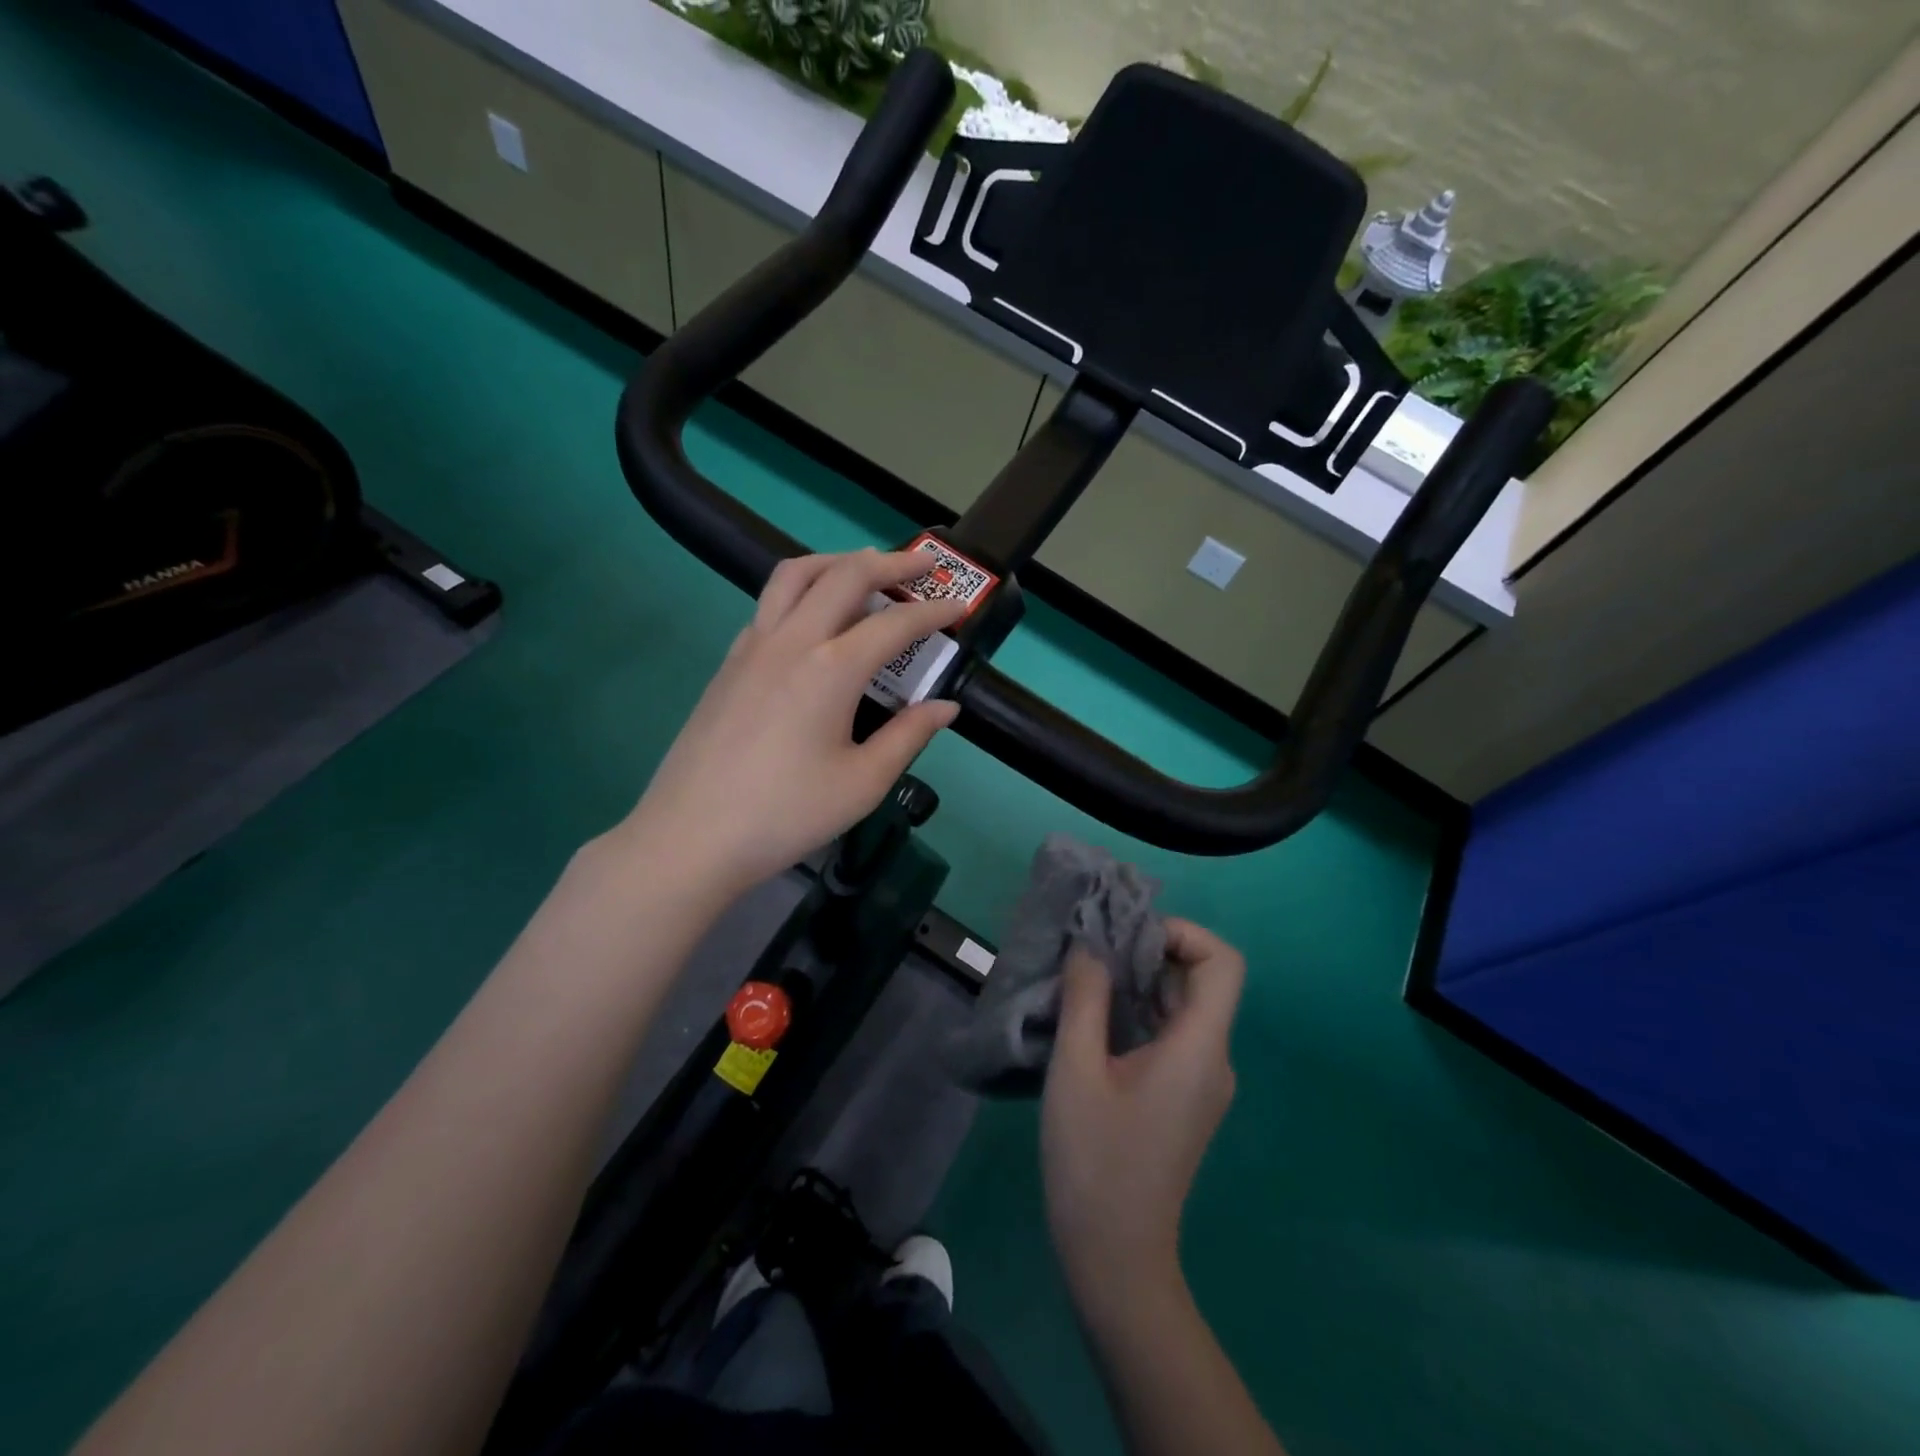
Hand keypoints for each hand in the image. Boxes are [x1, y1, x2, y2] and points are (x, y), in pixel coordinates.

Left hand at [620, 550, 967, 894]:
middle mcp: (791, 640)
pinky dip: (802, 591)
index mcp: (831, 668)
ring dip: (837, 562)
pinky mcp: (729, 662)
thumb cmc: (786, 814)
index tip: (960, 606)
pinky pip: (769, 604)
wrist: (692, 836)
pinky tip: (814, 619)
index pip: (895, 624)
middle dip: (890, 562)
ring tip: (865, 567)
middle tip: (923, 564)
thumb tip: (945, 707)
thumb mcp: (862, 783)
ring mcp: (752, 646)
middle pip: (844, 575)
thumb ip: (909, 736)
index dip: (933, 612)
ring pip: (795, 575)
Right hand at [1041, 919, 1245, 1317]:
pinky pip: (1173, 1034)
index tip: (1128, 937)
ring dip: (1141, 981)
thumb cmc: (1094, 1161)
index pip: (1223, 962)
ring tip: (1087, 977)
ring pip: (1184, 1006)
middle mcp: (1214, 1059)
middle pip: (1202, 979)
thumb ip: (1086, 999)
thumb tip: (1090, 947)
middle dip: (1150, 951)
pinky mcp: (1184, 1097)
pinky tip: (1095, 1018)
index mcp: (1200, 1048)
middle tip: (1094, 950)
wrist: (1115, 1258)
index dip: (1182, 933)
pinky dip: (1140, 1011)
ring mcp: (1202, 1081)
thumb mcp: (1076, 1070)